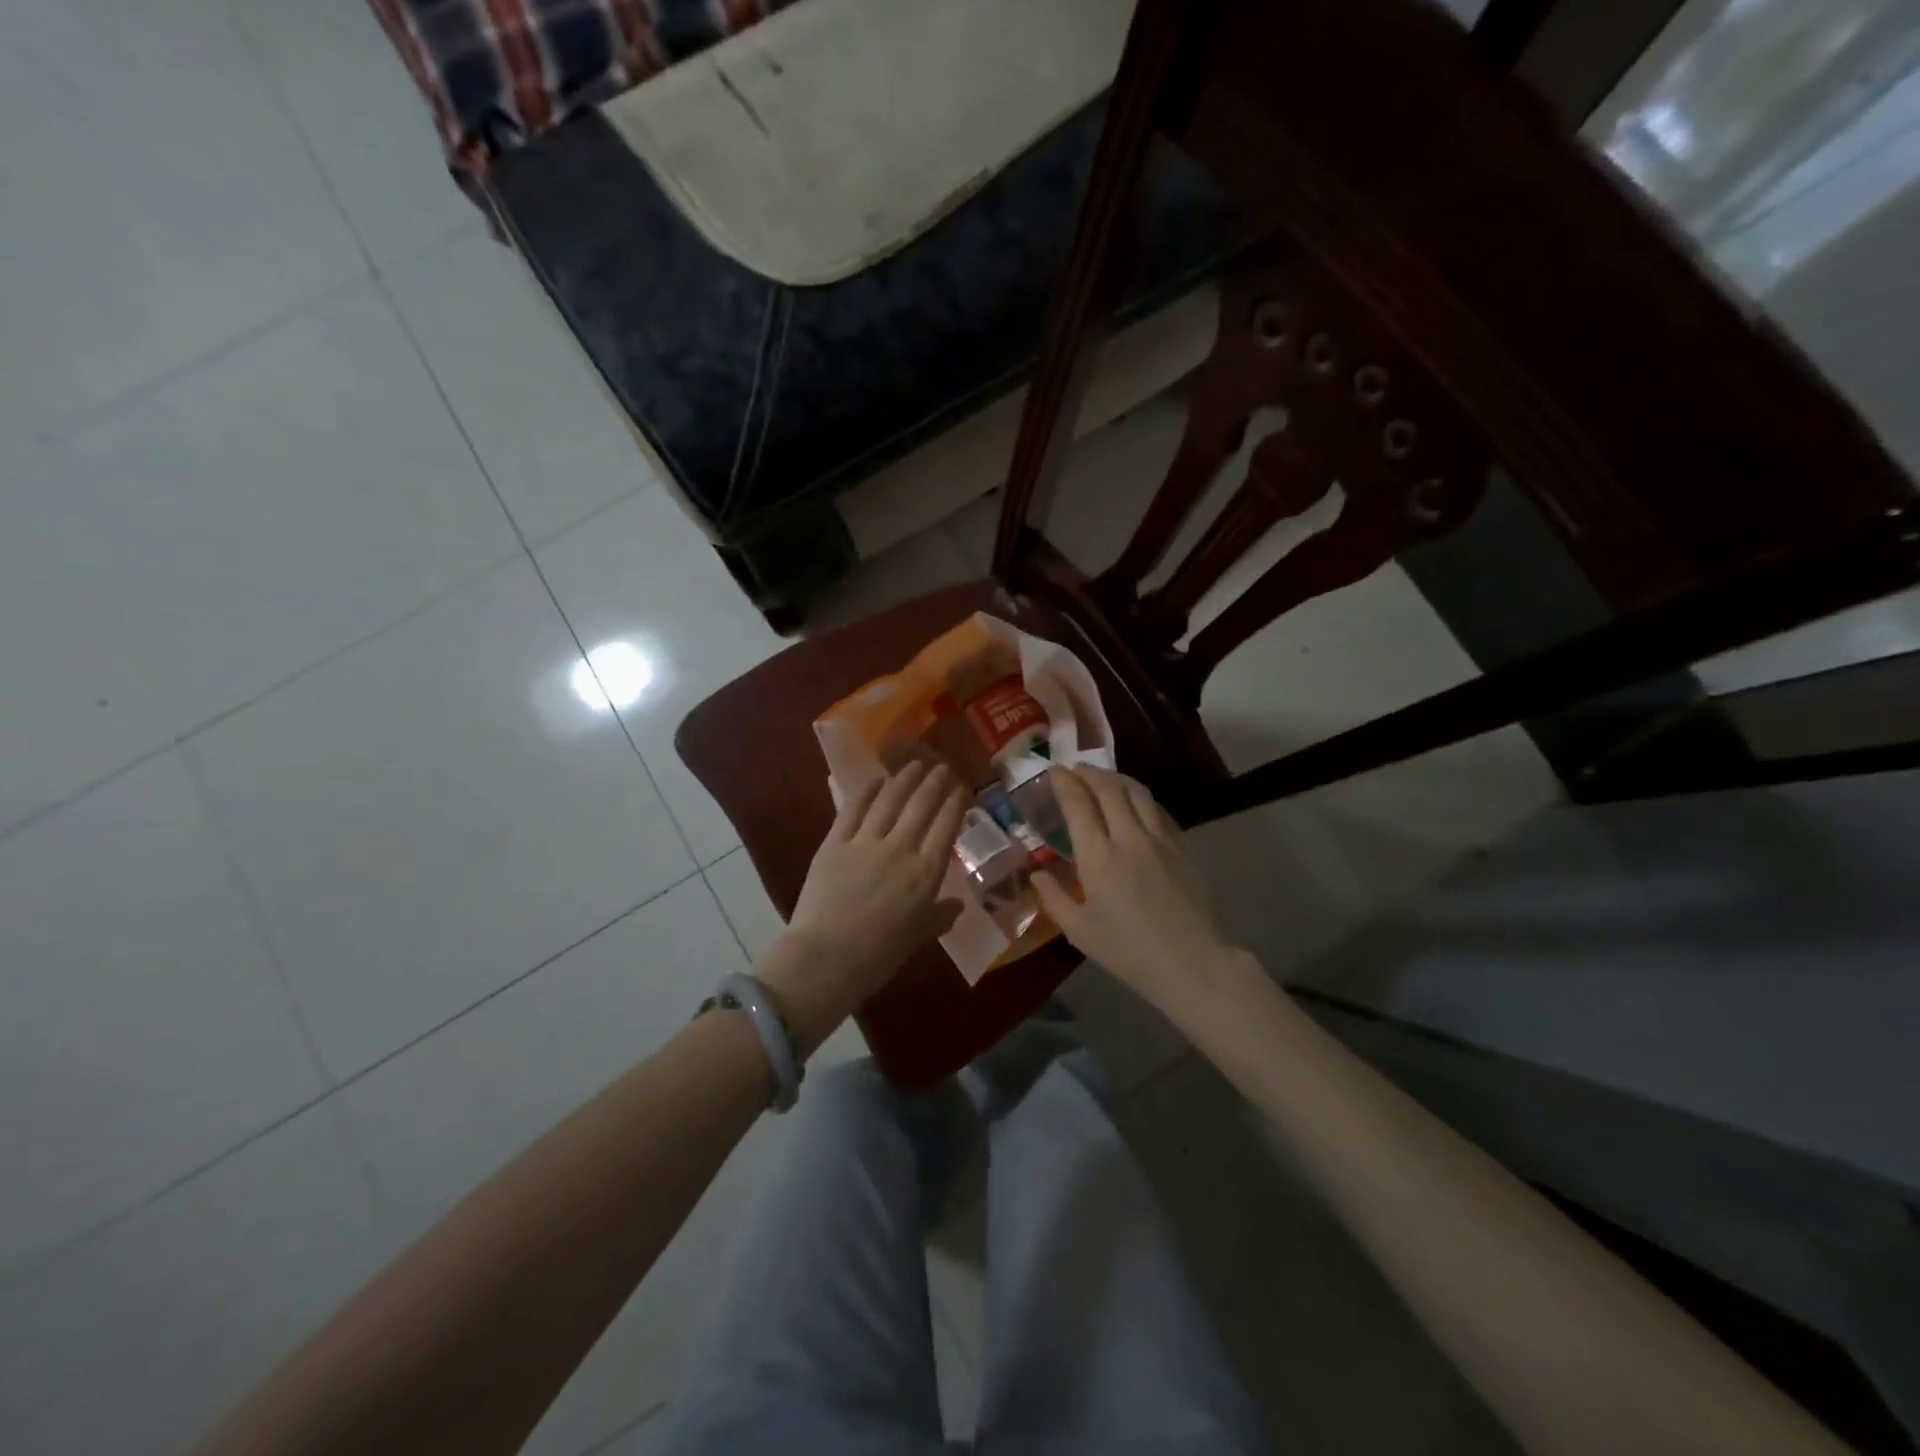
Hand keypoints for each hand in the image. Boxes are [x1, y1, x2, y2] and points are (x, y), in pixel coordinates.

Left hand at [760, 762, 966, 1052]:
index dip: (956, 804)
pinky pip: (852, 810)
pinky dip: (865, 792)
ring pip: (890, 801)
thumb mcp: (917, 938)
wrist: (827, 958)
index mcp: (926, 873)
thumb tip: (956, 906)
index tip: (961, 789)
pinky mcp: (835, 843)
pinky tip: (875, 780)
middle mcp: (900, 849)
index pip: (947, 827)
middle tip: (941, 767)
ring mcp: (865, 842)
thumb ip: (938, 917)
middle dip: (934, 783)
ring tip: (914, 765)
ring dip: (904, 779)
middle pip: (921, 806)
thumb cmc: (878, 956)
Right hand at [1033, 766, 1239, 1012]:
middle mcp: (1129, 838)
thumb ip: (1053, 898)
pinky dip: (1139, 797)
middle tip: (1075, 769)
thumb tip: (1036, 874)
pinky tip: (1134, 803)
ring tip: (1103, 778)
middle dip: (1089, 772)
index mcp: (1098, 858)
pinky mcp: (1181, 848)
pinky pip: (1157, 810)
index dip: (1065, 782)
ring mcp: (1159, 840)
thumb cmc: (1127, 951)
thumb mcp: (1079, 931)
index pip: (1079, 804)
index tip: (1053, 771)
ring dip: (1116, 778)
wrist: (1189, 962)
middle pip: (1109, 788)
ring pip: (1137, 793)